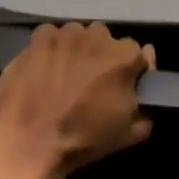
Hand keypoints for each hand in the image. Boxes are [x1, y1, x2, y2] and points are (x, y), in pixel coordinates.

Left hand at [0, 22, 153, 178]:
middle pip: (106, 40)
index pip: (136, 54)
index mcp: (124, 56)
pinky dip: (51, 48)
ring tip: (64, 75)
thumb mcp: (131, 132)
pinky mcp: (39, 38)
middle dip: (101, 57)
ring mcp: (66, 34)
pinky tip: (44, 69)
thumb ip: (148, 100)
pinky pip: (51, 36)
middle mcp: (98, 36)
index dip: (129, 71)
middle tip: (89, 82)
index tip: (119, 88)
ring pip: (78, 35)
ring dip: (76, 50)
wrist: (30, 144)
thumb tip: (147, 68)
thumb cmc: (84, 140)